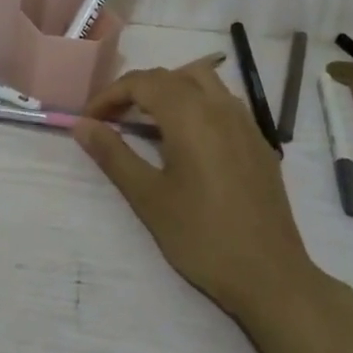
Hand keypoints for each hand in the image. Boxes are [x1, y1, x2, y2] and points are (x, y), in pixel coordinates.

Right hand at [73, 60, 352, 330]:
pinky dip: (196, 103)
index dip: (110, 94)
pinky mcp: (259, 142)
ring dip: (169, 89)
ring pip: (202, 80)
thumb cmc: (201, 236)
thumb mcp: (148, 197)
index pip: (142, 82)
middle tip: (112, 118)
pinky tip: (188, 138)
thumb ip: (113, 154)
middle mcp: (220, 106)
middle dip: (136, 89)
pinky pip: (223, 101)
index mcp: (190, 115)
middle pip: (170, 76)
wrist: (270, 276)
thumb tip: (82, 124)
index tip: (89, 119)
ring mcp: (245, 122)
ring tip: (149, 120)